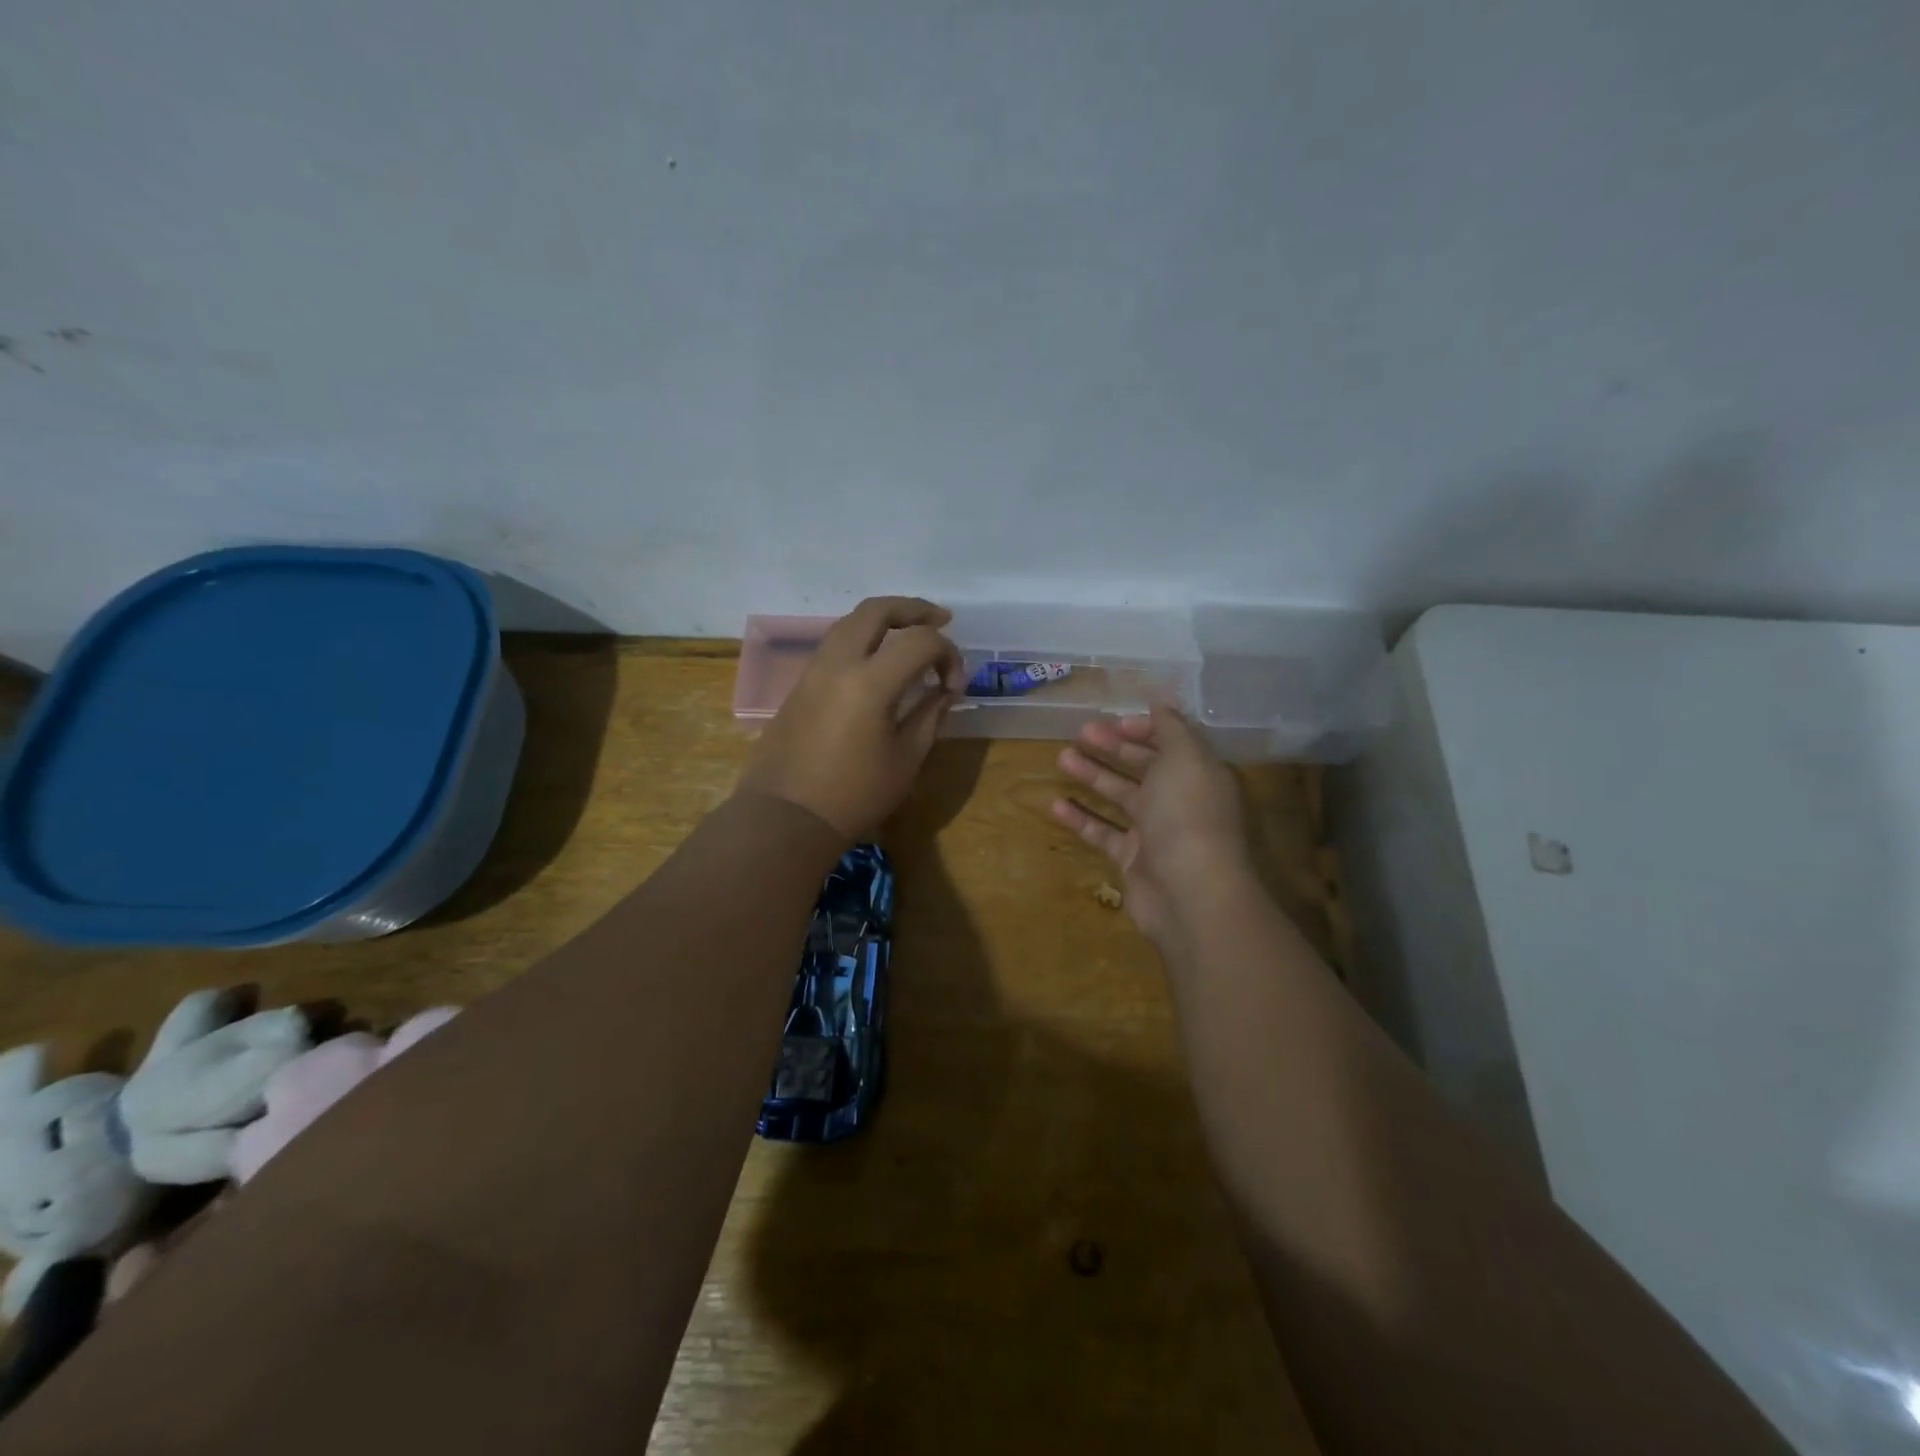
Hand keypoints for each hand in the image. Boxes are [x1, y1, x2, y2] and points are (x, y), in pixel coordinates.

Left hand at [737, 597, 962, 839]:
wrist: (786, 817)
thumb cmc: (854, 795)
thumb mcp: (906, 759)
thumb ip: (929, 716)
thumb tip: (944, 691)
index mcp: (870, 681)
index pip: (920, 641)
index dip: (948, 655)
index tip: (954, 686)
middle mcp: (838, 663)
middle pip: (877, 609)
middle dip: (914, 609)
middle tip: (940, 620)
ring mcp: (813, 671)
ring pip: (850, 622)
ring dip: (885, 620)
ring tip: (910, 634)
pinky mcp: (800, 685)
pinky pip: (835, 644)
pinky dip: (863, 639)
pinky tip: (879, 662)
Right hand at [1051, 701, 1252, 945]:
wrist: (1189, 892)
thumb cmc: (1187, 814)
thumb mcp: (1184, 757)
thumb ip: (1171, 728)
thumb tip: (1163, 701)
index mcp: (1198, 773)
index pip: (1173, 743)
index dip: (1145, 729)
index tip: (1115, 723)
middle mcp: (1179, 800)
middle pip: (1143, 767)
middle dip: (1113, 747)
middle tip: (1079, 733)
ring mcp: (1156, 832)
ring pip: (1120, 797)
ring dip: (1092, 776)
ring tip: (1061, 758)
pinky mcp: (1133, 860)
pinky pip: (1103, 833)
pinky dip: (1081, 818)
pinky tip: (1054, 804)